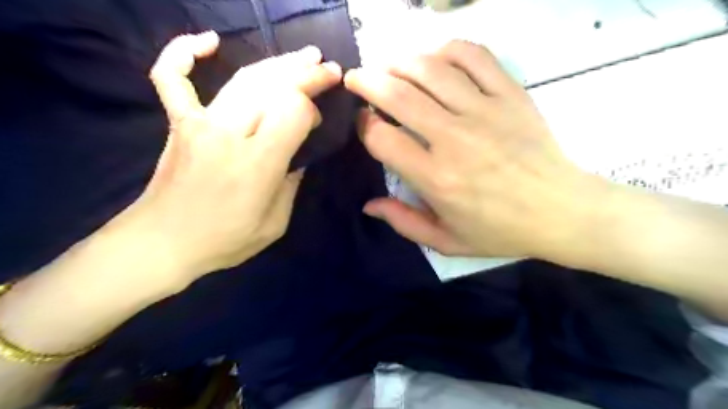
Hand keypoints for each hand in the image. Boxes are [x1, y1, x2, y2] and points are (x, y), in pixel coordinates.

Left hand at [112, 32, 344, 286]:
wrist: (162, 243)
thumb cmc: (224, 240)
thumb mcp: (275, 224)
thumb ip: (290, 185)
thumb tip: (296, 157)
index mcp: (258, 164)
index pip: (293, 111)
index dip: (311, 110)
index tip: (316, 123)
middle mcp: (230, 135)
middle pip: (274, 88)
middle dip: (307, 74)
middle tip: (329, 69)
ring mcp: (200, 124)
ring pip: (243, 79)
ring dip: (278, 64)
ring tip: (304, 56)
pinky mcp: (179, 123)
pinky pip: (173, 79)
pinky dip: (184, 53)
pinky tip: (207, 41)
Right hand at [345, 41, 606, 260]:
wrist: (562, 211)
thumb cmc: (500, 231)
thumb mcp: (447, 241)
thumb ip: (403, 222)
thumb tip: (368, 205)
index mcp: (436, 178)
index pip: (382, 137)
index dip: (363, 125)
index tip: (363, 122)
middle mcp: (454, 139)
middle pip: (398, 94)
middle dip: (367, 81)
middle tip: (355, 78)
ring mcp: (484, 111)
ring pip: (430, 68)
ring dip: (399, 62)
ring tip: (387, 66)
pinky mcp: (510, 95)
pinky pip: (474, 56)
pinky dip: (446, 49)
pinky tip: (434, 58)